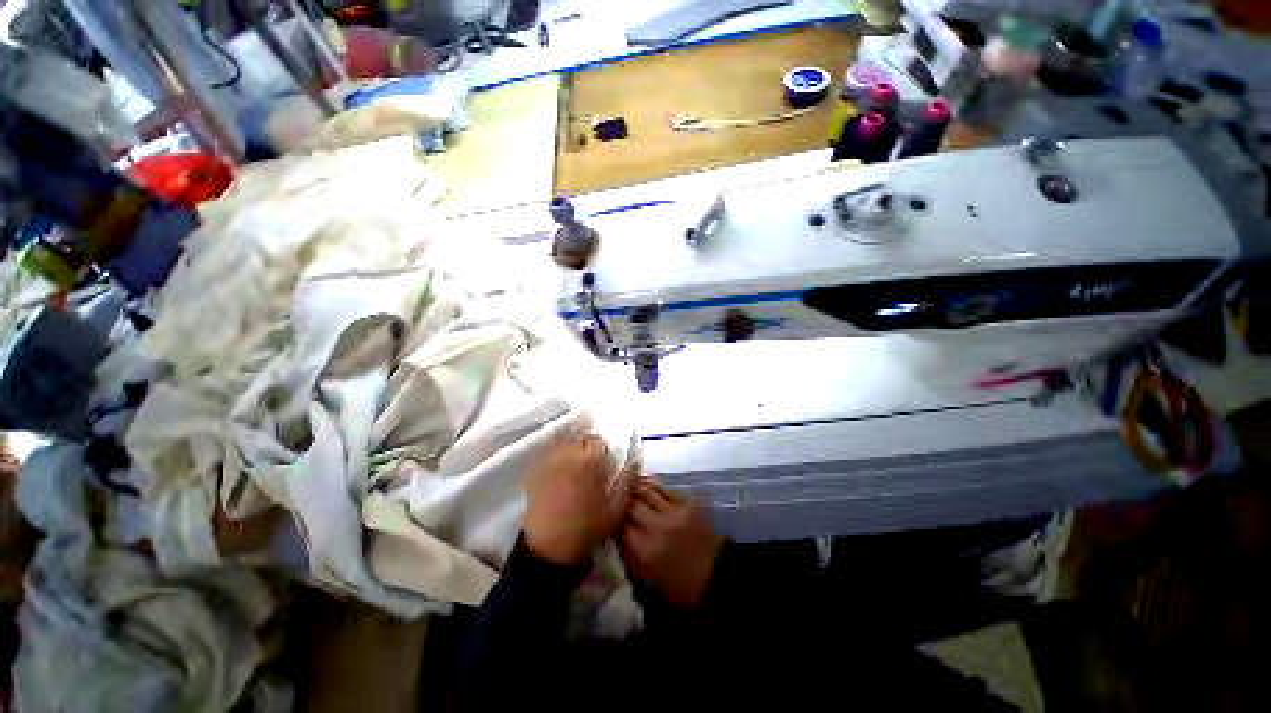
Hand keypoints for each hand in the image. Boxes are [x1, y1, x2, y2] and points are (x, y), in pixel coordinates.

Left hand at [523, 432, 632, 566]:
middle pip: (579, 439)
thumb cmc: (587, 528)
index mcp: (590, 460)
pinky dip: (554, 459)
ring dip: (570, 451)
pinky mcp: (534, 472)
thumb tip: (634, 461)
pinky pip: (547, 455)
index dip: (602, 451)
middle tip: (589, 468)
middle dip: (586, 449)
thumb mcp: (616, 508)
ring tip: (573, 470)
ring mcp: (549, 462)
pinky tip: (558, 474)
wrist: (549, 549)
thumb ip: (627, 481)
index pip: (598, 440)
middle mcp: (569, 454)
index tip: (604, 465)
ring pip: (562, 445)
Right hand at [620, 479, 723, 609]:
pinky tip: (643, 481)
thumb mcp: (647, 578)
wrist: (717, 576)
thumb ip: (628, 554)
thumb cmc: (679, 586)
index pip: (618, 526)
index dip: (611, 517)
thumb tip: (614, 532)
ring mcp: (673, 512)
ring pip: (646, 492)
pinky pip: (664, 488)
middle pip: (631, 506)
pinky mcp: (687, 502)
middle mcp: (656, 527)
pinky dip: (652, 484)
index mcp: (644, 551)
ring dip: (634, 487)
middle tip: (612, 496)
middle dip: (621, 501)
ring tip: (624, 482)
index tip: (605, 513)